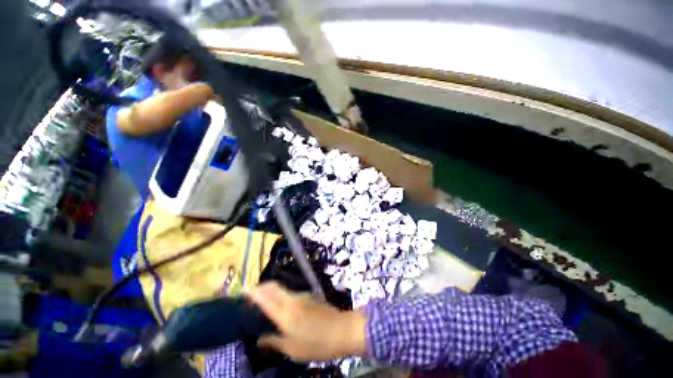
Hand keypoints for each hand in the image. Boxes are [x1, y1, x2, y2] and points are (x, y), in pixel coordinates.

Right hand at [247, 282, 366, 361]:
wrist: (342, 330)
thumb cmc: (316, 344)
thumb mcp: (293, 349)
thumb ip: (274, 342)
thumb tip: (260, 339)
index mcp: (285, 313)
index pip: (265, 298)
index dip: (253, 292)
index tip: (243, 290)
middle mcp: (293, 299)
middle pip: (273, 287)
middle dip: (261, 287)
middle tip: (252, 295)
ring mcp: (303, 295)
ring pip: (283, 289)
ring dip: (272, 291)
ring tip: (265, 302)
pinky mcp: (310, 296)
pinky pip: (291, 293)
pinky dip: (282, 296)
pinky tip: (283, 307)